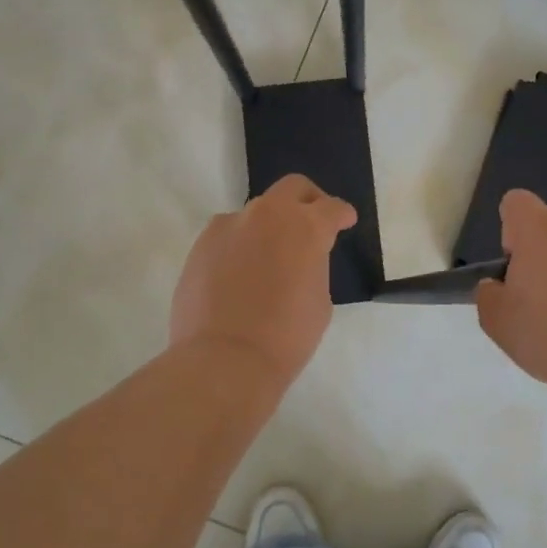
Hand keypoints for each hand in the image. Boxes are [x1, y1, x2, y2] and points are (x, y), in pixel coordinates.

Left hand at [169, 174, 357, 385]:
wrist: (224, 359)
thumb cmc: (285, 337)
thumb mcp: (319, 300)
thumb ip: (313, 266)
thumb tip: (299, 258)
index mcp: (305, 227)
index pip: (331, 208)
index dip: (341, 214)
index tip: (344, 221)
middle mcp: (268, 215)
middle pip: (293, 188)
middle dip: (308, 200)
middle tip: (312, 221)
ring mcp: (230, 225)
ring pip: (256, 213)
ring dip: (268, 227)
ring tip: (268, 258)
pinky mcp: (202, 244)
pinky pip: (228, 235)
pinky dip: (239, 245)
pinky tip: (239, 274)